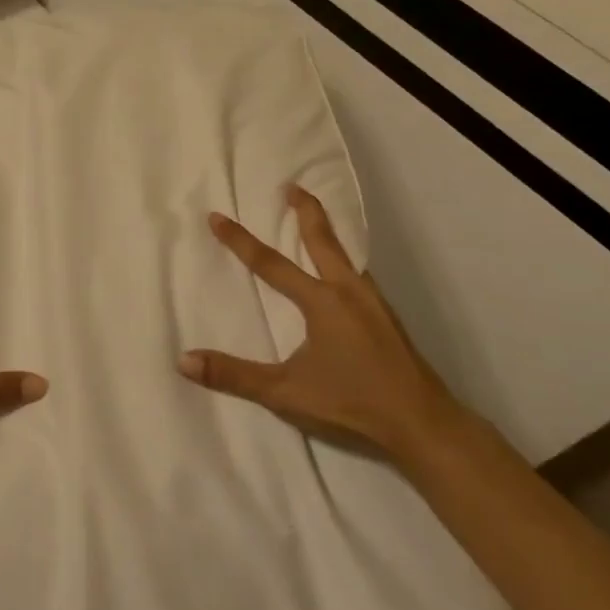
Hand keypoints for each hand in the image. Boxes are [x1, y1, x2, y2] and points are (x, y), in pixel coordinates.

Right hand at [179, 185, 462, 462]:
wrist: (423, 423)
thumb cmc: (352, 402)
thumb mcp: (286, 391)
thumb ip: (235, 376)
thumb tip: (185, 360)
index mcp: (321, 301)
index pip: (270, 263)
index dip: (240, 240)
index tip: (217, 216)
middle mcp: (348, 291)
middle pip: (323, 240)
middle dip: (306, 211)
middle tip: (292, 186)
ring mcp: (374, 303)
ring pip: (347, 256)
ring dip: (328, 235)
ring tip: (317, 225)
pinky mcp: (388, 319)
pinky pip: (360, 275)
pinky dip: (345, 261)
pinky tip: (345, 277)